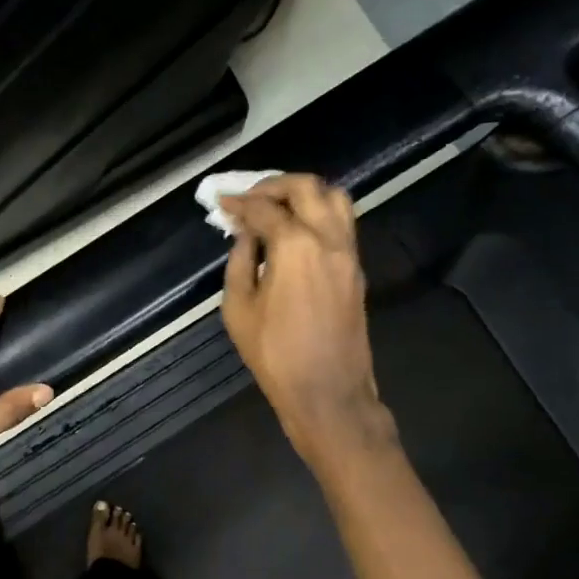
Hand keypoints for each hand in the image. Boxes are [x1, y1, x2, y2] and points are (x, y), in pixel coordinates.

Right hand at [220, 174, 395, 467]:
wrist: (327, 393)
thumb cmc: (275, 356)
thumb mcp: (239, 310)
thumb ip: (240, 263)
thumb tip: (245, 236)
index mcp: (296, 245)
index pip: (265, 208)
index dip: (239, 202)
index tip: (221, 202)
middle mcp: (329, 238)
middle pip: (307, 188)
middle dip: (274, 185)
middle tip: (250, 196)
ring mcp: (349, 253)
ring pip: (335, 199)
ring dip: (304, 194)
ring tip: (278, 208)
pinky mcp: (357, 270)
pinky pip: (341, 225)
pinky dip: (318, 215)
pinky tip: (296, 232)